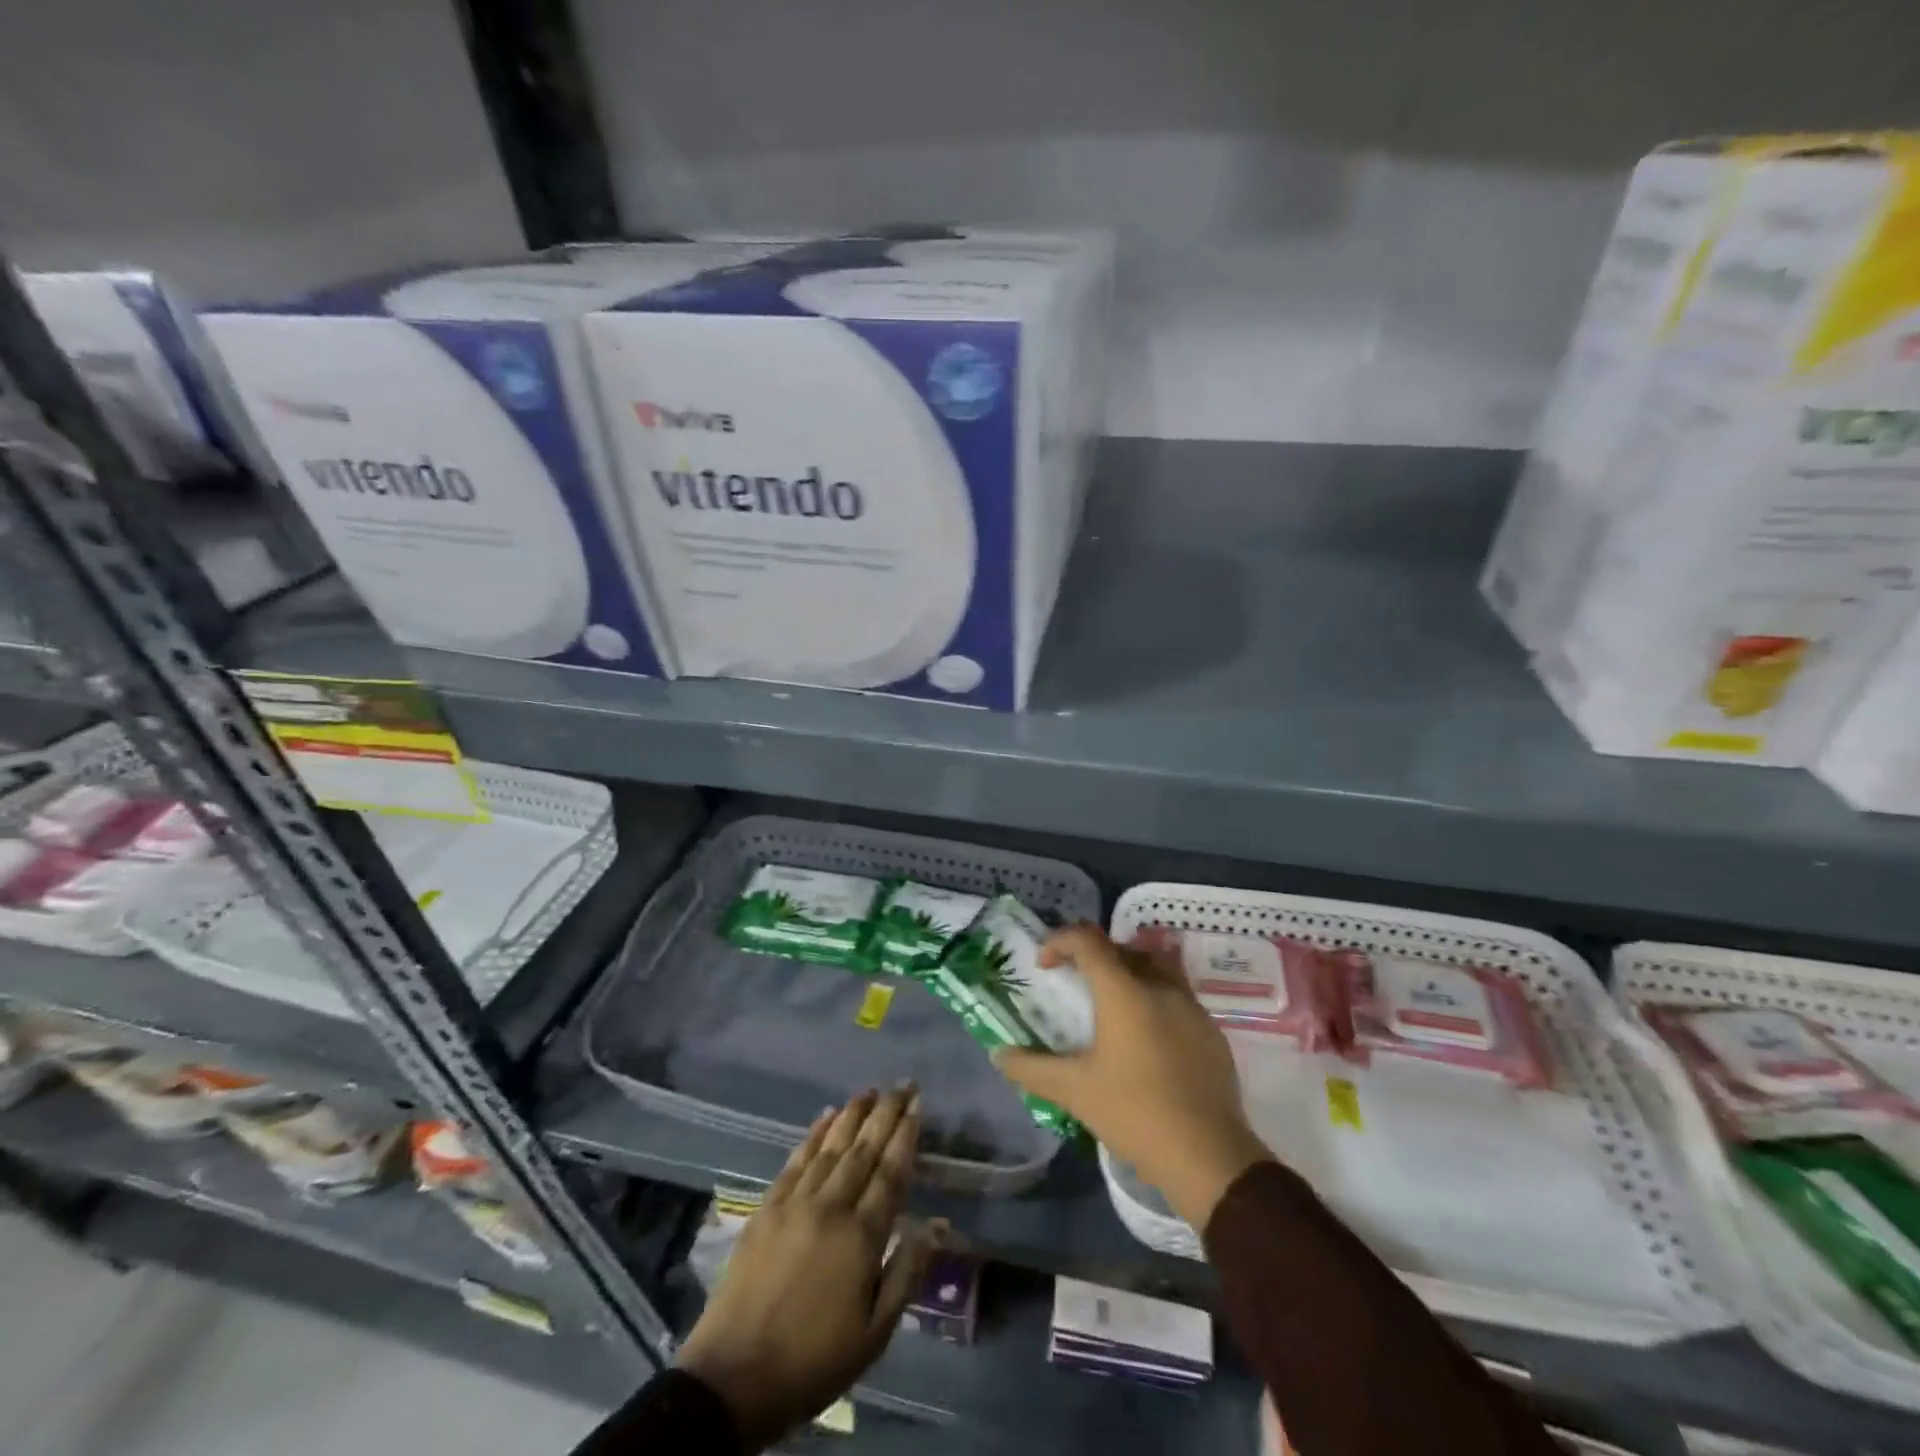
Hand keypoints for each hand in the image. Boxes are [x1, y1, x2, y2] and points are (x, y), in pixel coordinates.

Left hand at [675, 1086, 936, 1448]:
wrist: (733, 1379)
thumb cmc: (814, 1361)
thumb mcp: (874, 1333)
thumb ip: (907, 1272)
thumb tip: (937, 1223)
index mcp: (861, 1236)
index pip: (891, 1171)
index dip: (906, 1135)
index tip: (918, 1104)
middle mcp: (831, 1207)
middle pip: (864, 1149)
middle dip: (886, 1112)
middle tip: (903, 1084)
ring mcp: (795, 1203)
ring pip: (831, 1146)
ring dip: (853, 1114)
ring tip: (870, 1090)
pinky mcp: (766, 1208)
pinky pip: (796, 1160)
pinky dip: (814, 1134)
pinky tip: (826, 1117)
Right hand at [995, 925, 1270, 1230]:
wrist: (1208, 1156)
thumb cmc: (1135, 1114)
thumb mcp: (1074, 1091)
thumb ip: (1032, 1068)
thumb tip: (999, 1055)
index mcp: (1124, 991)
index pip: (1087, 940)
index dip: (1059, 942)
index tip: (1044, 966)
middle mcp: (1160, 986)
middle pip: (1122, 948)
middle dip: (1094, 956)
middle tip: (1076, 985)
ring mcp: (1191, 1007)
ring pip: (1156, 966)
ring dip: (1129, 972)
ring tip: (1113, 1005)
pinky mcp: (1211, 1032)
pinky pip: (1178, 996)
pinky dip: (1155, 1000)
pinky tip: (1147, 1040)